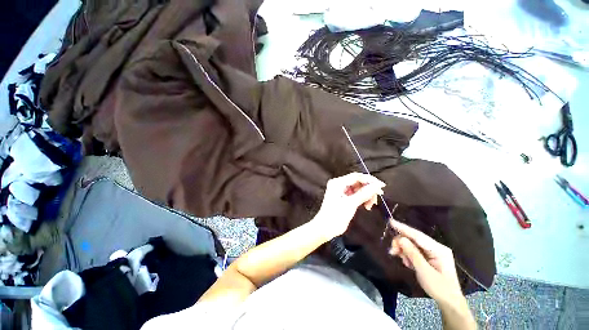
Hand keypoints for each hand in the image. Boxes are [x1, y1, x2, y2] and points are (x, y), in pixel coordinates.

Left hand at [312, 173, 384, 240]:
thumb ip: (364, 193)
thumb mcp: (351, 203)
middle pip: (358, 182)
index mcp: (338, 182)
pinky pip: (357, 194)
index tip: (382, 186)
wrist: (326, 228)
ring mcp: (342, 191)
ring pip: (359, 189)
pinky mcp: (345, 198)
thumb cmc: (336, 215)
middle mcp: (340, 184)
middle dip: (369, 189)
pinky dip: (363, 199)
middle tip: (377, 199)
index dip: (370, 180)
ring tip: (370, 206)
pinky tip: (367, 206)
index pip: (356, 176)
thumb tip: (378, 185)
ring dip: (367, 195)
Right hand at [388, 219, 462, 303]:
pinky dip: (408, 255)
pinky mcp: (429, 257)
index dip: (403, 228)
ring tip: (401, 260)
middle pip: (413, 239)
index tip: (391, 222)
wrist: (449, 302)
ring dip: (404, 251)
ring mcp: (433, 252)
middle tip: (392, 251)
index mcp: (439, 249)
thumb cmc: (439, 288)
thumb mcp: (424, 272)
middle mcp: (436, 247)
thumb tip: (400, 238)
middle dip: (401, 244)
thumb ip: (412, 254)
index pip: (418, 236)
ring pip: (412, 245)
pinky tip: (407, 262)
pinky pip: (414, 251)